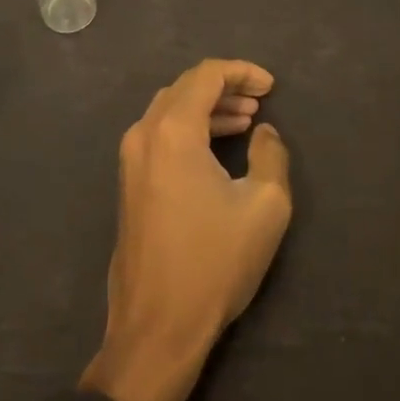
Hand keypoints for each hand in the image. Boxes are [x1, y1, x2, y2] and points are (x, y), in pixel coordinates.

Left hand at [79, 60, 291, 400]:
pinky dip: (189, 130)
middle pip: (185, 88)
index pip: (206, 76)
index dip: (241, 72)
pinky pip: (159, 135)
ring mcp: (130, 160)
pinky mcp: (128, 183)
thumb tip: (264, 133)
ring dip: (207, 109)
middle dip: (224, 88)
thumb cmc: (214, 263)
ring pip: (169, 111)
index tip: (271, 86)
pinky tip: (216, 148)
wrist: (156, 328)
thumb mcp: (265, 206)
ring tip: (245, 121)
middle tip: (260, 101)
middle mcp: (144, 135)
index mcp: (173, 131)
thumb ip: (271, 155)